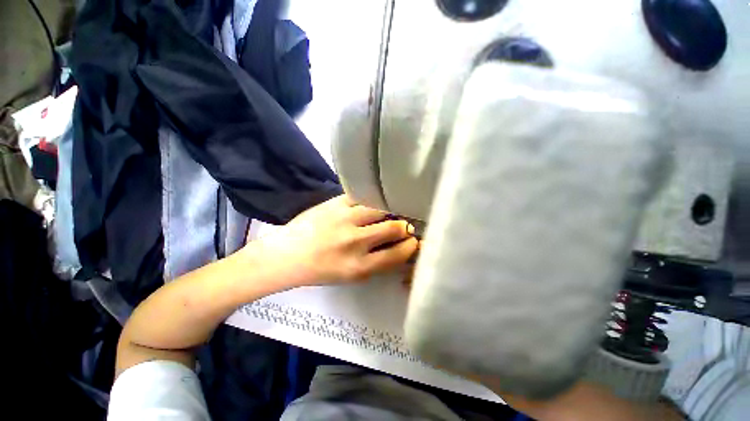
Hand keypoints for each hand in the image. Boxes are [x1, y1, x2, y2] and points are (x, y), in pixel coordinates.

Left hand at [245, 195, 418, 286]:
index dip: (410, 246)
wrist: (287, 255)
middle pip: (394, 227)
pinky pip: (363, 196)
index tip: (413, 240)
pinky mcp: (335, 203)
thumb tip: (399, 247)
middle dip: (404, 226)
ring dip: (390, 209)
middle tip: (405, 223)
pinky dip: (372, 198)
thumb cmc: (321, 270)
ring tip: (392, 210)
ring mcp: (344, 219)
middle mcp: (355, 242)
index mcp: (359, 267)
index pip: (397, 254)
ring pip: (381, 208)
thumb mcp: (352, 275)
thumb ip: (377, 262)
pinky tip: (375, 198)